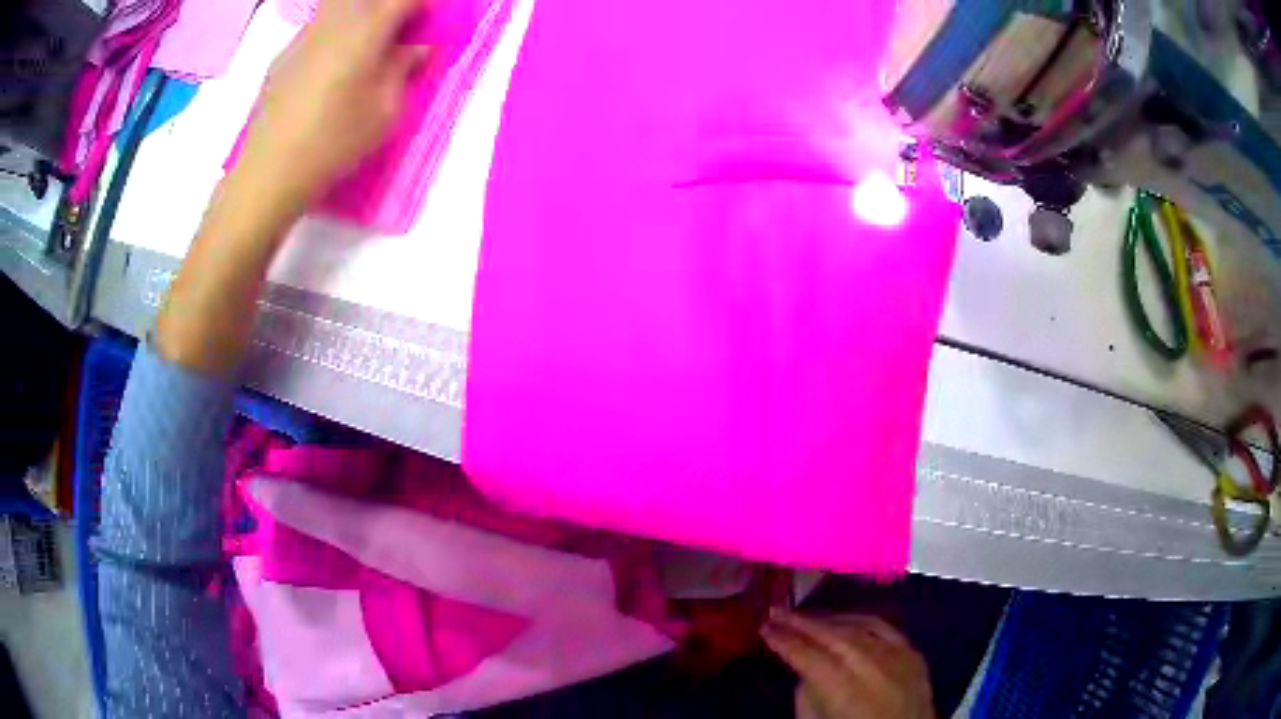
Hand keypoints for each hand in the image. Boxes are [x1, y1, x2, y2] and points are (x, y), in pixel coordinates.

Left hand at [237, 0, 429, 207]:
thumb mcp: (384, 113)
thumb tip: (416, 49)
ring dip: (357, 12)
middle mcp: (335, 21)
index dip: (420, 6)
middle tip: (394, 27)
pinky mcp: (282, 56)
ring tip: (363, 40)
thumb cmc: (333, 142)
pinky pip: (315, 26)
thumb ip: (402, 71)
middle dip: (385, 4)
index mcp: (367, 30)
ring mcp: (304, 36)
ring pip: (336, 4)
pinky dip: (331, 30)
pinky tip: (329, 62)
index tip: (426, 20)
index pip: (403, 0)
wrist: (268, 172)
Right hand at [762, 610, 933, 718]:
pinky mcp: (916, 656)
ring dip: (830, 619)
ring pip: (861, 627)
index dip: (784, 640)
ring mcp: (900, 660)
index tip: (763, 627)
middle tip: (776, 612)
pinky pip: (887, 628)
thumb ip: (807, 695)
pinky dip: (863, 620)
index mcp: (846, 694)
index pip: (809, 657)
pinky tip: (846, 620)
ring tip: (805, 616)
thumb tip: (804, 668)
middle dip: (803, 622)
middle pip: (835, 637)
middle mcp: (875, 670)